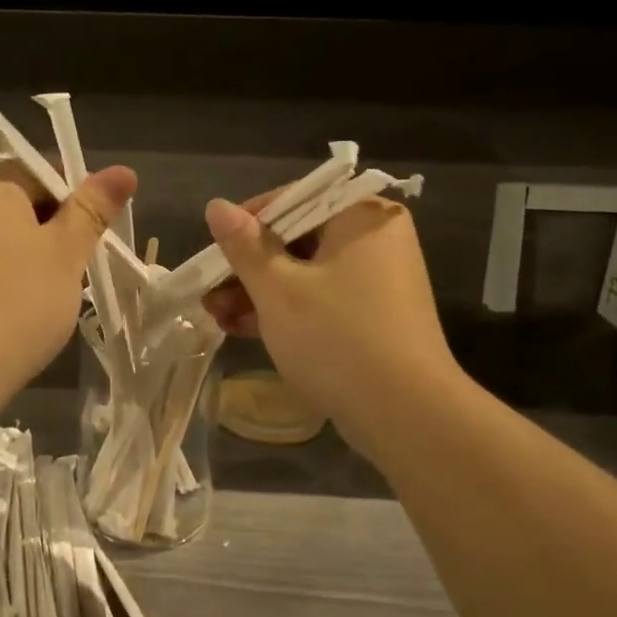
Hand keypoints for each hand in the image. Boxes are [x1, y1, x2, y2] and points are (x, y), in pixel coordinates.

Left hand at [0, 158, 136, 392]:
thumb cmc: (20, 298)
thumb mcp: (67, 250)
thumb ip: (93, 207)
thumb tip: (123, 171)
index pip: (45, 172)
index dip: (78, 202)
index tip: (92, 238)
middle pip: (20, 198)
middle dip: (52, 227)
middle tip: (73, 267)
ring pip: (0, 230)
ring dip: (29, 250)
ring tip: (49, 290)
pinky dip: (3, 269)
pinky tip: (17, 303)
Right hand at [201, 194, 465, 459]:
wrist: (408, 416)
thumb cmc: (337, 338)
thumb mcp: (278, 290)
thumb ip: (244, 246)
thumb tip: (216, 206)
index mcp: (360, 216)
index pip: (291, 201)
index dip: (245, 225)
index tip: (214, 253)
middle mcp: (374, 239)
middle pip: (295, 239)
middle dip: (246, 268)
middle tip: (208, 293)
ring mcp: (376, 280)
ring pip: (304, 273)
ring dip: (258, 293)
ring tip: (216, 317)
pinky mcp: (373, 316)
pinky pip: (321, 299)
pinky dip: (285, 310)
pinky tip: (243, 329)